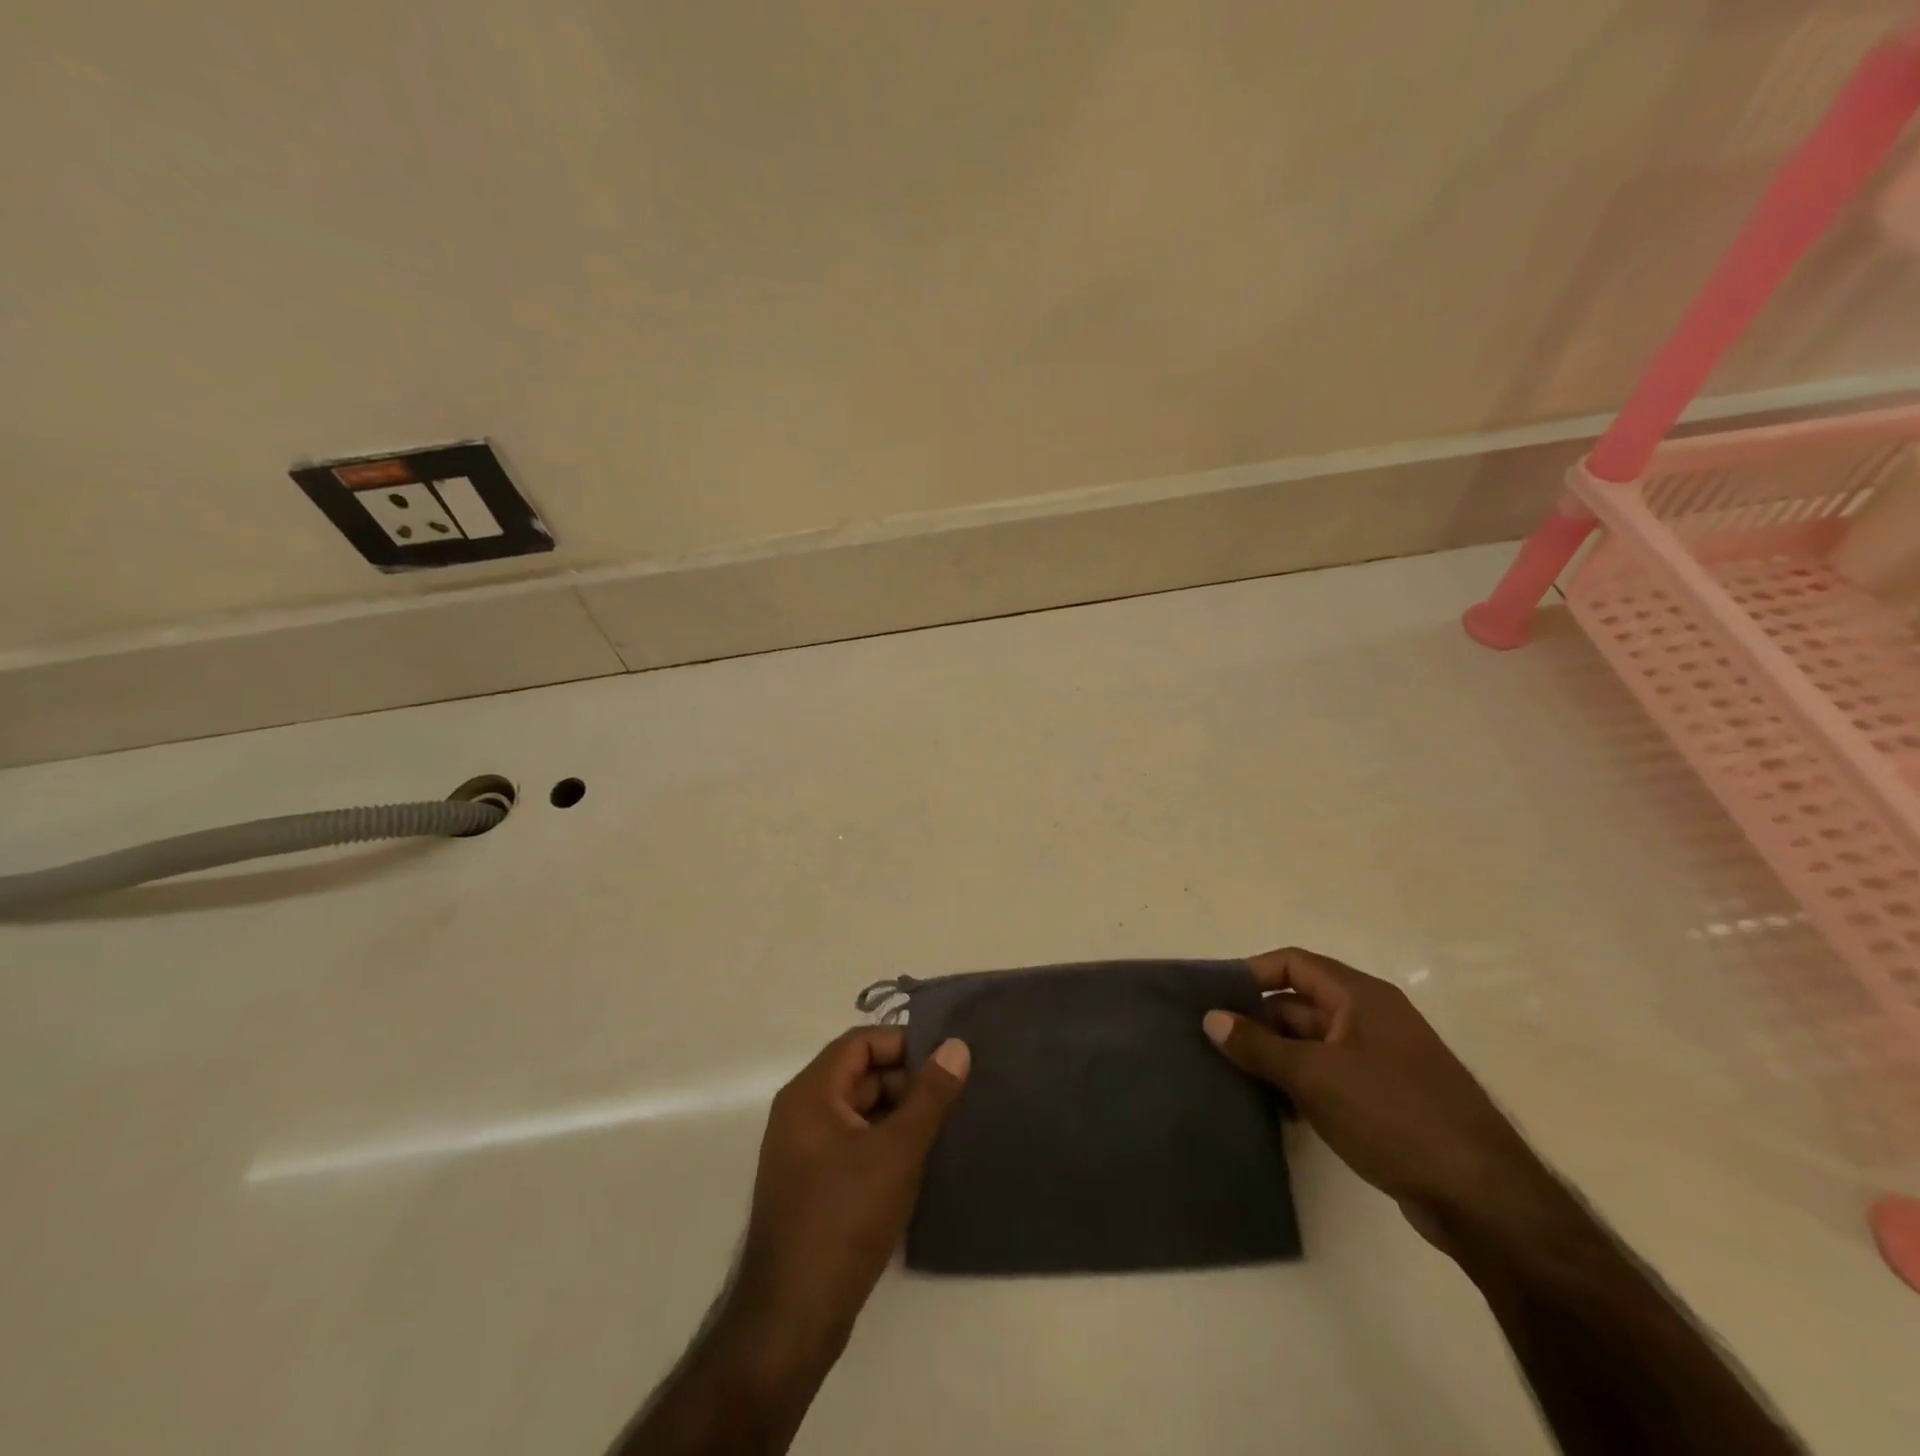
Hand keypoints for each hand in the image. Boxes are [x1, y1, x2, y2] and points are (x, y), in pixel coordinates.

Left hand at [730, 1028, 969, 1363]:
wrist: (791, 1318)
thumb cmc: (844, 1219)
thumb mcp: (898, 1151)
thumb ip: (930, 1096)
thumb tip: (957, 1046)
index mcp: (810, 1093)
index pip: (860, 1042)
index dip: (904, 1044)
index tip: (946, 1062)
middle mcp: (801, 1113)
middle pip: (860, 1075)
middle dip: (906, 1082)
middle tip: (953, 1099)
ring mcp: (803, 1151)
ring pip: (859, 1112)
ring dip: (899, 1116)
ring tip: (946, 1129)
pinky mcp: (812, 1185)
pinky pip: (853, 1144)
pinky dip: (885, 1144)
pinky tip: (920, 1163)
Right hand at [1204, 947, 1558, 1252]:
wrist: (1482, 1198)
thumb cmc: (1392, 1115)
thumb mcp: (1314, 1076)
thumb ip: (1258, 1046)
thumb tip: (1211, 1018)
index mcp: (1360, 997)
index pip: (1294, 963)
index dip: (1252, 973)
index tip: (1214, 996)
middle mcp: (1372, 1018)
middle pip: (1300, 1003)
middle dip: (1258, 1021)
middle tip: (1213, 1042)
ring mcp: (1382, 1060)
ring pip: (1313, 1043)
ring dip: (1276, 1057)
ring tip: (1233, 1077)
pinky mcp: (1388, 1099)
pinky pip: (1331, 1076)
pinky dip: (1301, 1085)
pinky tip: (1274, 1110)